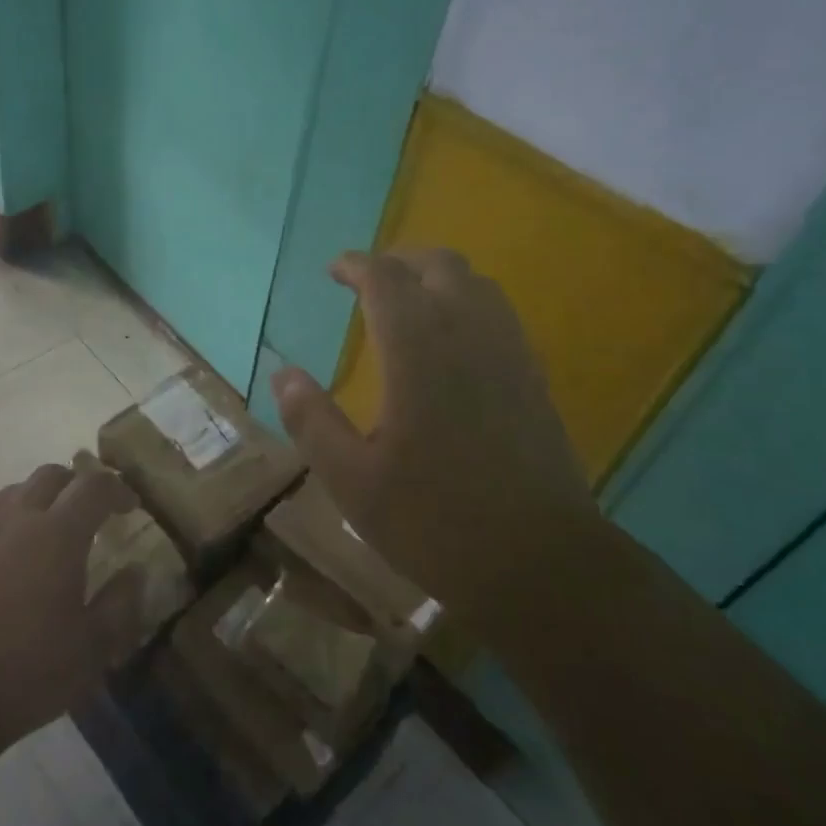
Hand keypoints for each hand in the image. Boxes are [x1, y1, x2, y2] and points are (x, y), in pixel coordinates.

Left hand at [0, 460, 140, 753]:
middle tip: (90, 511)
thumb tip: (134, 573)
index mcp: (59, 533)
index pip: (95, 486)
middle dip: (76, 484)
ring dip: (39, 498)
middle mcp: (18, 518)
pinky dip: (7, 522)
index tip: (130, 507)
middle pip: (51, 475)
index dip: (117, 490)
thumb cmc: (25, 670)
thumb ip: (120, 605)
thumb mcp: (91, 650)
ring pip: (14, 491)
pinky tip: (7, 556)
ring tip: (48, 529)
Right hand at [271, 249, 599, 629]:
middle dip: (398, 261)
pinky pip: (498, 312)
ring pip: (474, 282)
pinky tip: (450, 340)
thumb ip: (312, 420)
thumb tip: (284, 374)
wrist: (542, 563)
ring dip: (435, 277)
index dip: (355, 265)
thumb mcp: (353, 480)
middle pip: (437, 264)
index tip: (334, 271)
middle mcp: (467, 334)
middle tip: (367, 281)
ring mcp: (508, 351)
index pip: (385, 278)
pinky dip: (466, 301)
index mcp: (418, 350)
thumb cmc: (436, 522)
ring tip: (406, 301)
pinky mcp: (532, 376)